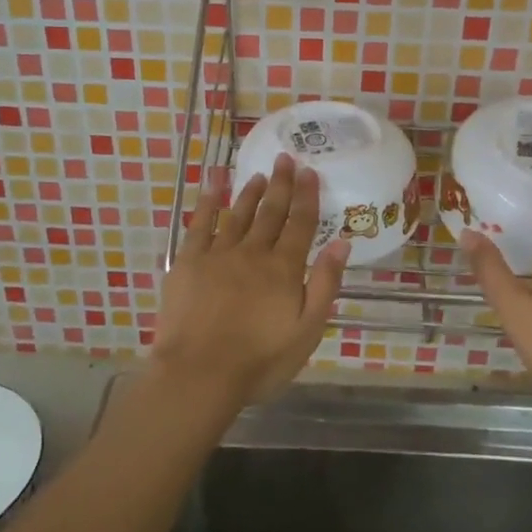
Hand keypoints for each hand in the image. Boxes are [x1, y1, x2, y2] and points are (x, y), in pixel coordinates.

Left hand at [152, 154, 349, 410]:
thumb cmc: (259, 361)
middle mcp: (253, 252)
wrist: (199, 373)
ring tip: (259, 174)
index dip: (306, 196)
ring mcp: (218, 254)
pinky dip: (208, 201)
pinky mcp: (189, 261)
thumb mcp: (307, 331)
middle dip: (281, 184)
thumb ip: (325, 285)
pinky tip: (213, 183)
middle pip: (271, 212)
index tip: (310, 172)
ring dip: (250, 192)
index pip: (300, 224)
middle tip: (286, 158)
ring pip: (239, 214)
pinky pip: (200, 223)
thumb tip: (342, 243)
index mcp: (284, 269)